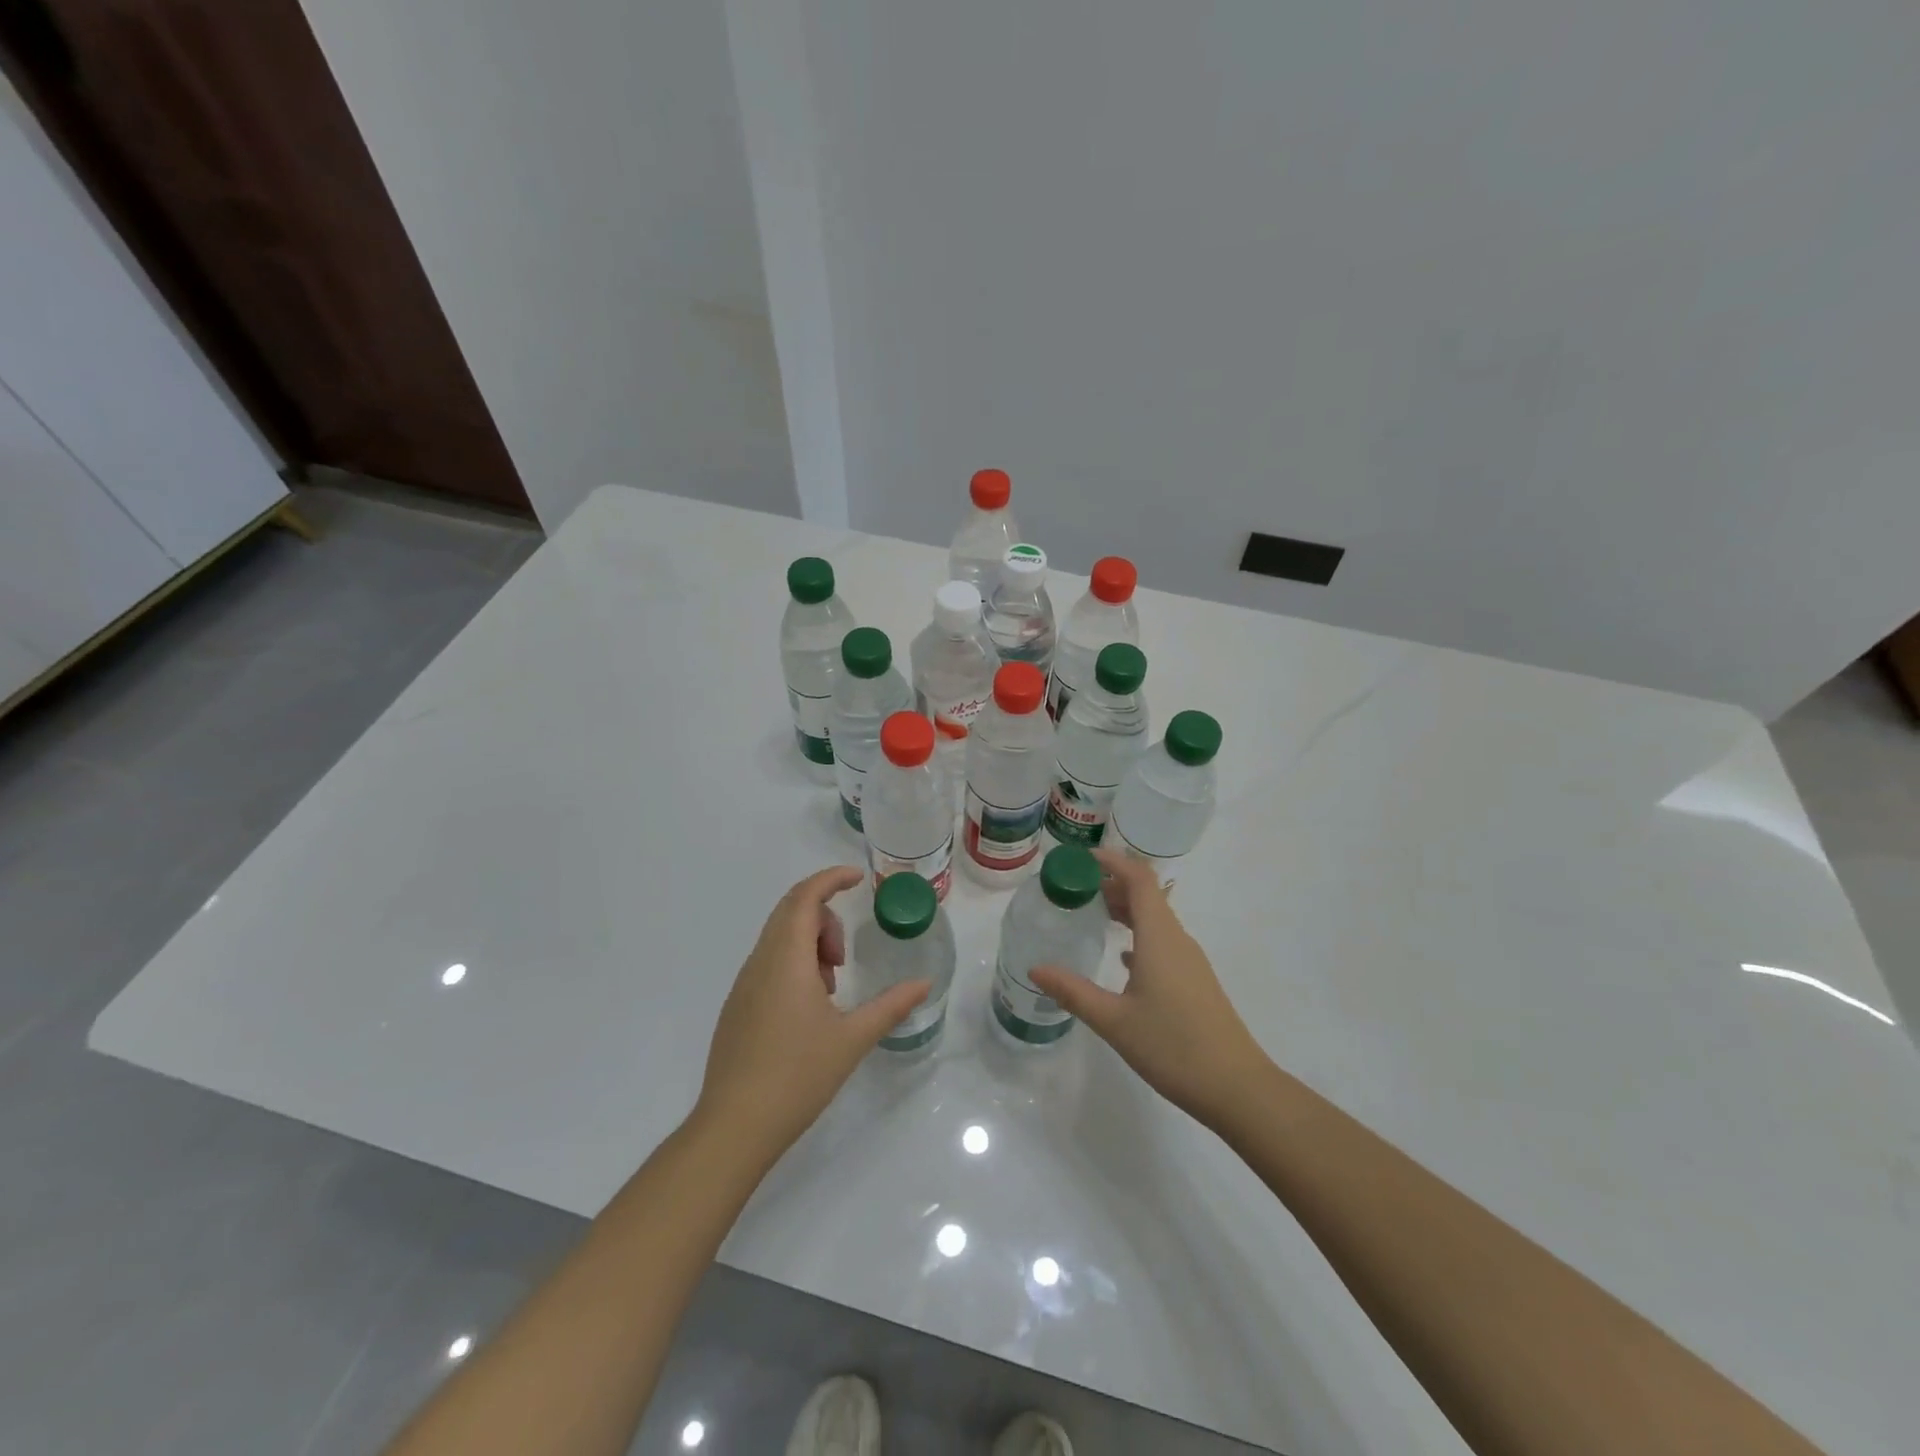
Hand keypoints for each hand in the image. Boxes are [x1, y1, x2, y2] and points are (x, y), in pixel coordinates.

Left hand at [695, 866, 929, 1162]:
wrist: (734, 1126)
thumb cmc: (797, 1076)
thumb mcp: (852, 1039)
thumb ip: (891, 1006)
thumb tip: (925, 984)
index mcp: (785, 959)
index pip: (804, 897)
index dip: (830, 879)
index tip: (858, 879)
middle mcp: (759, 962)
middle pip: (790, 912)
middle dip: (825, 919)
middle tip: (845, 957)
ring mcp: (743, 985)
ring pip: (778, 939)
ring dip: (809, 945)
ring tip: (830, 989)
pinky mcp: (737, 1007)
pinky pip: (768, 963)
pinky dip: (793, 965)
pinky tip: (809, 1009)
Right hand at [1029, 847, 1268, 1129]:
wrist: (1237, 1088)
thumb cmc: (1174, 1047)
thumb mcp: (1114, 1021)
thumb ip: (1073, 992)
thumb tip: (1035, 968)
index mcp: (1159, 937)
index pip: (1138, 879)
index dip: (1112, 861)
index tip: (1080, 858)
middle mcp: (1177, 939)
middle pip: (1146, 895)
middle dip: (1112, 884)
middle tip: (1074, 888)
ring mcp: (1189, 960)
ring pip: (1155, 919)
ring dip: (1125, 909)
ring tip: (1091, 914)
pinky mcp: (1195, 981)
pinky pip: (1162, 941)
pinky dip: (1138, 935)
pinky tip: (1121, 957)